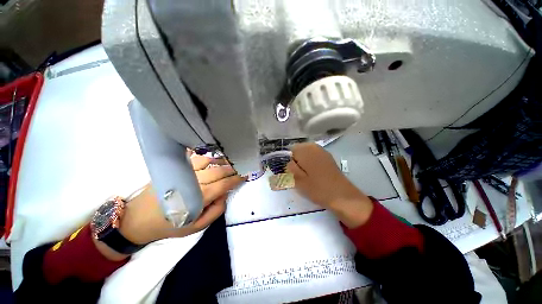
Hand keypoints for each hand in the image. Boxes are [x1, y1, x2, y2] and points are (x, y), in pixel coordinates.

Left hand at [119, 154, 244, 244]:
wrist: (138, 218)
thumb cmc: (169, 225)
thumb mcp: (195, 227)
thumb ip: (215, 211)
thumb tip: (225, 195)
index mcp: (201, 196)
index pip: (225, 183)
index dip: (237, 178)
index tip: (246, 174)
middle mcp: (195, 180)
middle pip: (219, 170)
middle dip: (233, 168)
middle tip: (242, 165)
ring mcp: (184, 172)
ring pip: (209, 160)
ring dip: (222, 159)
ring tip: (230, 159)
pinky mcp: (176, 168)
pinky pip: (194, 157)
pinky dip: (206, 154)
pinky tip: (212, 154)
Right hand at [286, 143, 372, 227]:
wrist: (342, 196)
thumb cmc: (317, 189)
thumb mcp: (298, 180)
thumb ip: (291, 168)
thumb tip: (289, 161)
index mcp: (306, 151)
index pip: (291, 149)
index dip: (290, 160)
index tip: (292, 171)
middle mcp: (314, 147)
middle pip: (300, 149)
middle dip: (297, 159)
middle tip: (299, 174)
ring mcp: (323, 151)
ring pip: (307, 152)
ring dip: (304, 161)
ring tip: (307, 174)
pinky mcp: (328, 157)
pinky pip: (315, 156)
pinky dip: (312, 161)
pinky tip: (315, 172)